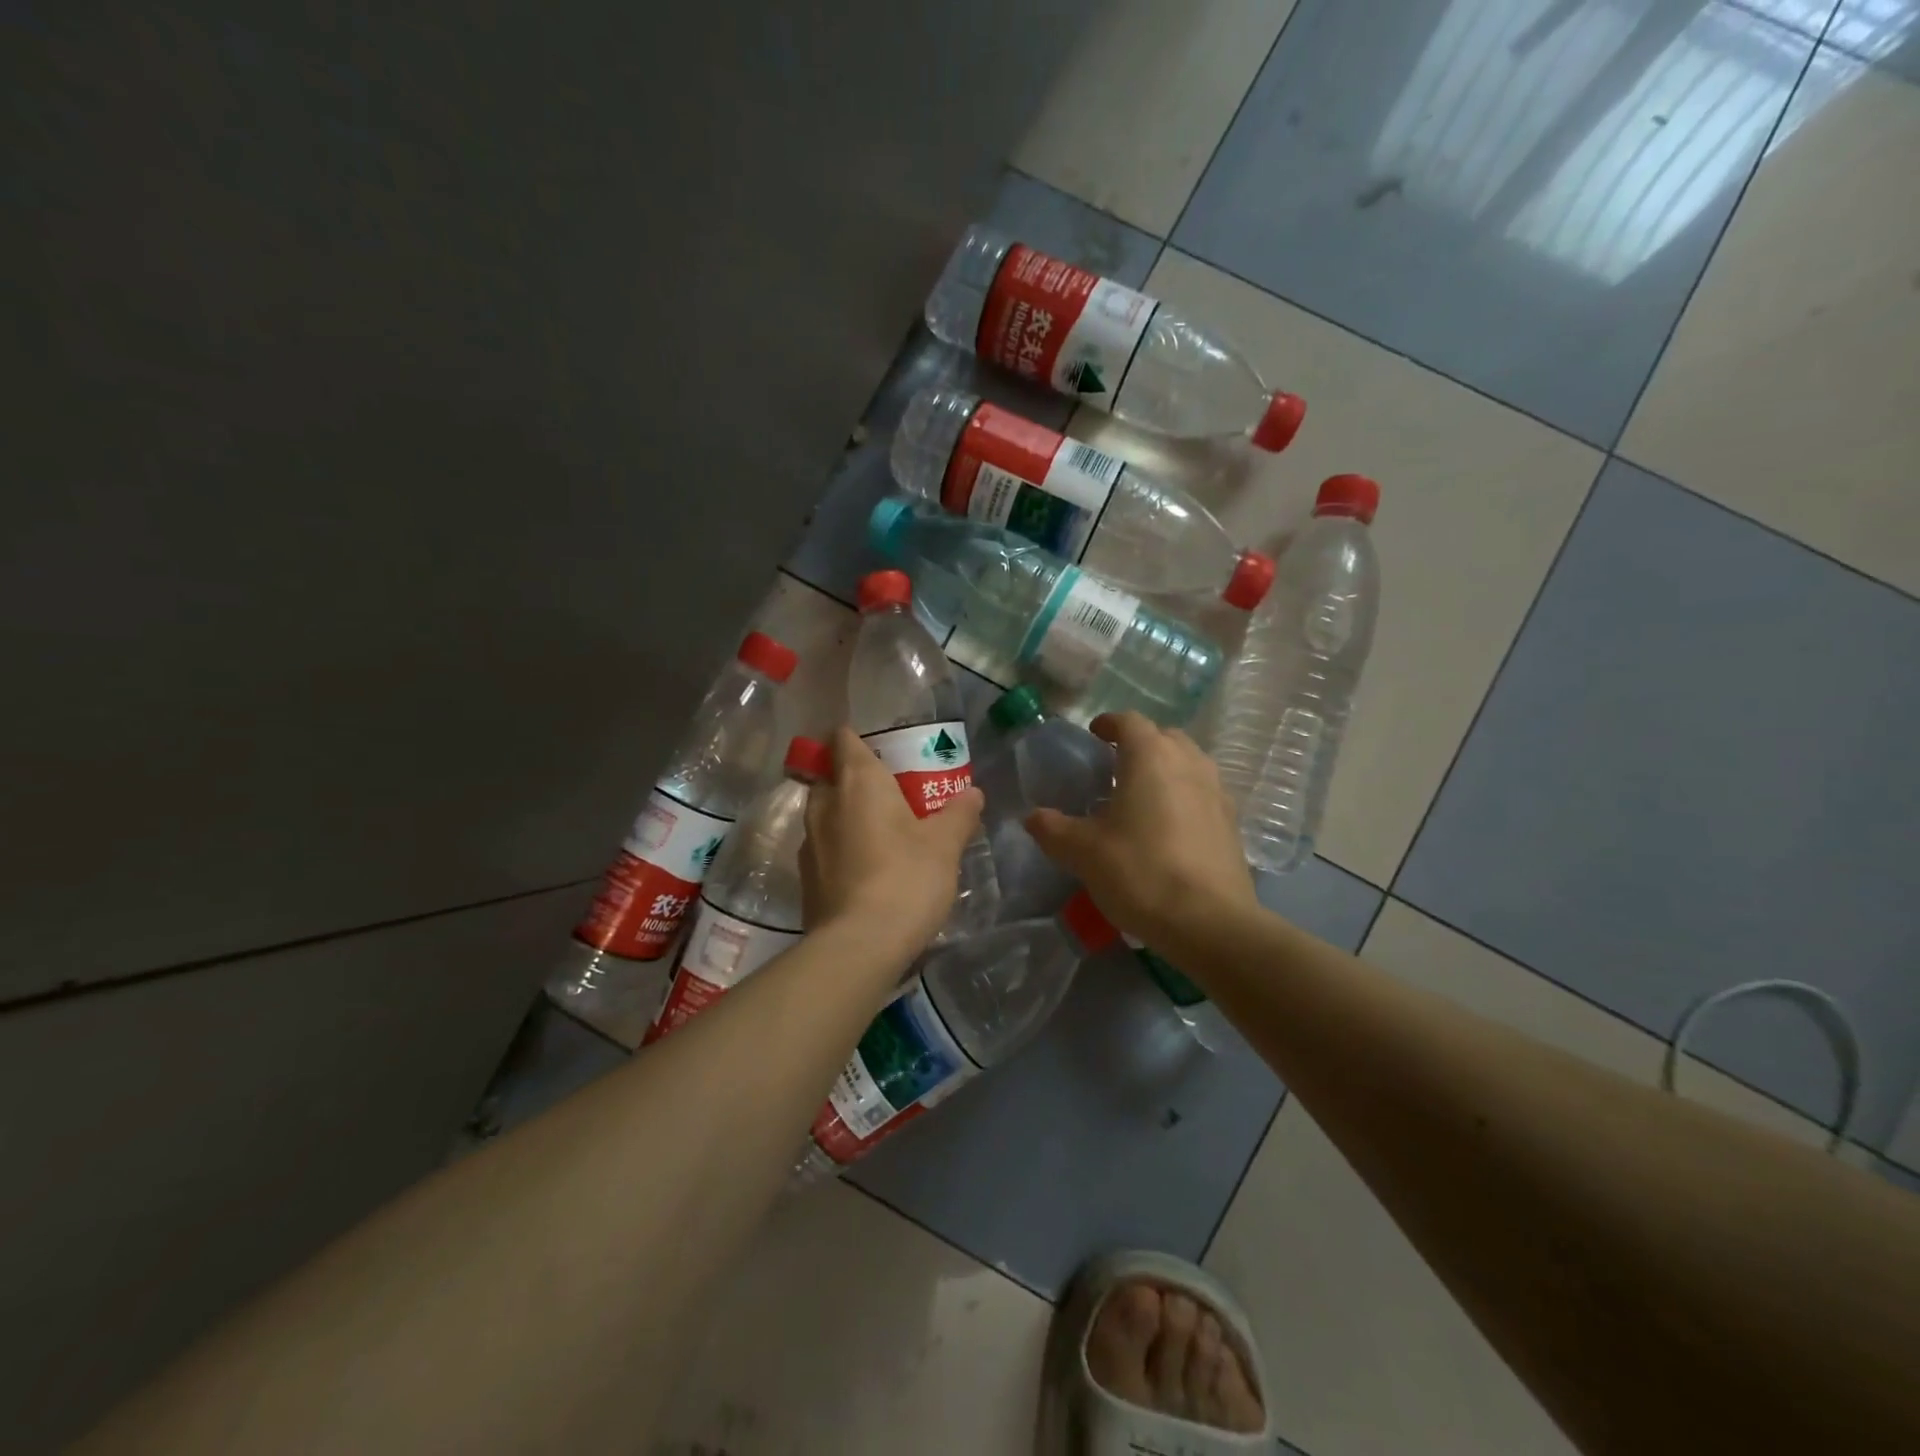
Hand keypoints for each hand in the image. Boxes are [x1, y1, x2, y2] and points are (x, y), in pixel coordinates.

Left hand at [802, 726, 985, 958]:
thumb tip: (973, 793)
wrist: (860, 946)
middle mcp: (824, 804)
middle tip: (891, 795)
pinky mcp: (806, 878)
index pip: (843, 739)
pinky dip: (842, 849)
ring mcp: (809, 842)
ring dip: (847, 817)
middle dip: (855, 780)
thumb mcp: (945, 844)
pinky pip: (825, 848)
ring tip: (883, 834)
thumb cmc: (906, 878)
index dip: (858, 739)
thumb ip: (959, 813)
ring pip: (826, 814)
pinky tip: (869, 871)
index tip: (883, 751)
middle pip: (832, 776)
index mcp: (857, 782)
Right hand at [1025, 711, 1256, 944]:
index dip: (1108, 724)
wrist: (1209, 922)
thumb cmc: (1139, 872)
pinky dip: (1184, 795)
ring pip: (1189, 762)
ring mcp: (1216, 791)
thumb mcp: (1083, 852)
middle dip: (1140, 743)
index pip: (1129, 721)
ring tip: (1142, 795)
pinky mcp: (1232, 821)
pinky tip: (1169, 825)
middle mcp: (1188, 762)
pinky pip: (1203, 792)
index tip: (1094, 735)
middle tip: (1115, 766)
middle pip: (1164, 736)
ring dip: (1166, 767)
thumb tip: (1032, 817)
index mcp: (1150, 757)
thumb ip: (1053, 829)